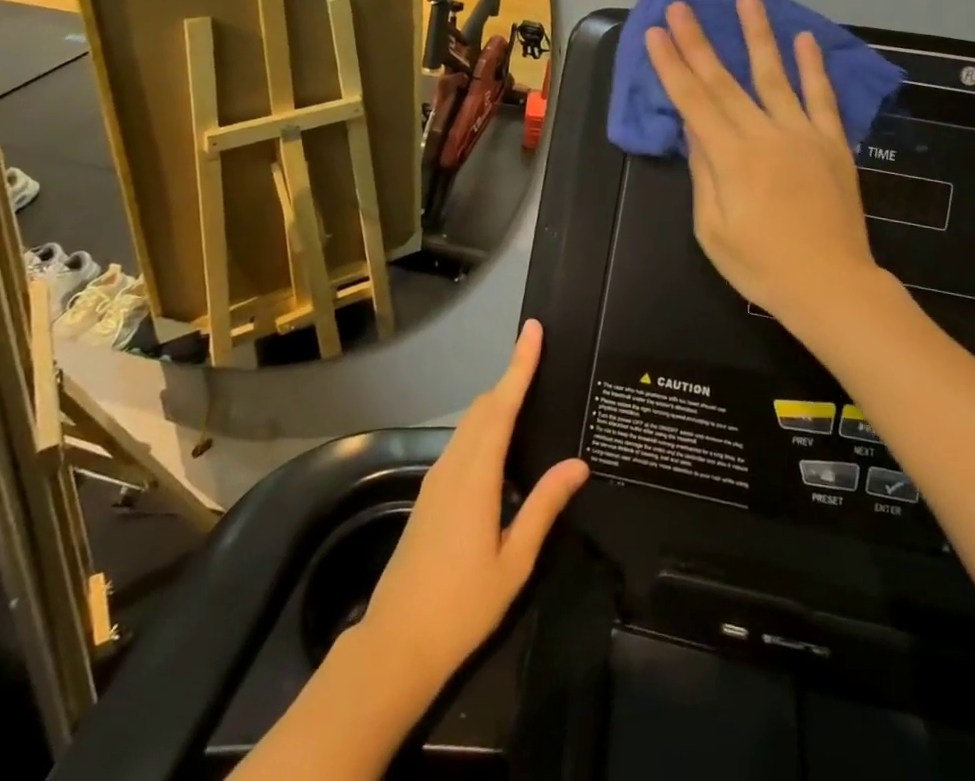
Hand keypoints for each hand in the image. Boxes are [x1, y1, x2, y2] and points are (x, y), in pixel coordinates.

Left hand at [360, 320, 587, 686]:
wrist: (396, 643)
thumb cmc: (462, 605)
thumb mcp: (514, 561)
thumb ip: (544, 506)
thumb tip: (578, 464)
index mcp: (476, 476)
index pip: (501, 405)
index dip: (519, 365)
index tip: (533, 330)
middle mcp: (453, 465)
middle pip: (483, 407)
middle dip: (511, 379)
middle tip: (541, 362)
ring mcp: (436, 478)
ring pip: (470, 424)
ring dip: (497, 403)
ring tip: (528, 397)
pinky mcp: (429, 494)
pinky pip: (461, 444)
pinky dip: (484, 428)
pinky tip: (501, 446)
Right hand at [647, 0, 878, 324]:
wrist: (832, 286)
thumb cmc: (762, 265)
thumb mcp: (713, 229)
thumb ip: (703, 172)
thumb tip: (692, 126)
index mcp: (732, 158)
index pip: (693, 101)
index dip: (671, 65)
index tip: (656, 32)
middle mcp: (765, 135)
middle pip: (724, 81)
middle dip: (698, 42)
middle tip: (681, 6)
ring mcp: (803, 134)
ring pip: (774, 76)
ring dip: (757, 36)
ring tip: (746, 1)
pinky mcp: (832, 143)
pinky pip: (821, 98)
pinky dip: (813, 67)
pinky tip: (804, 39)